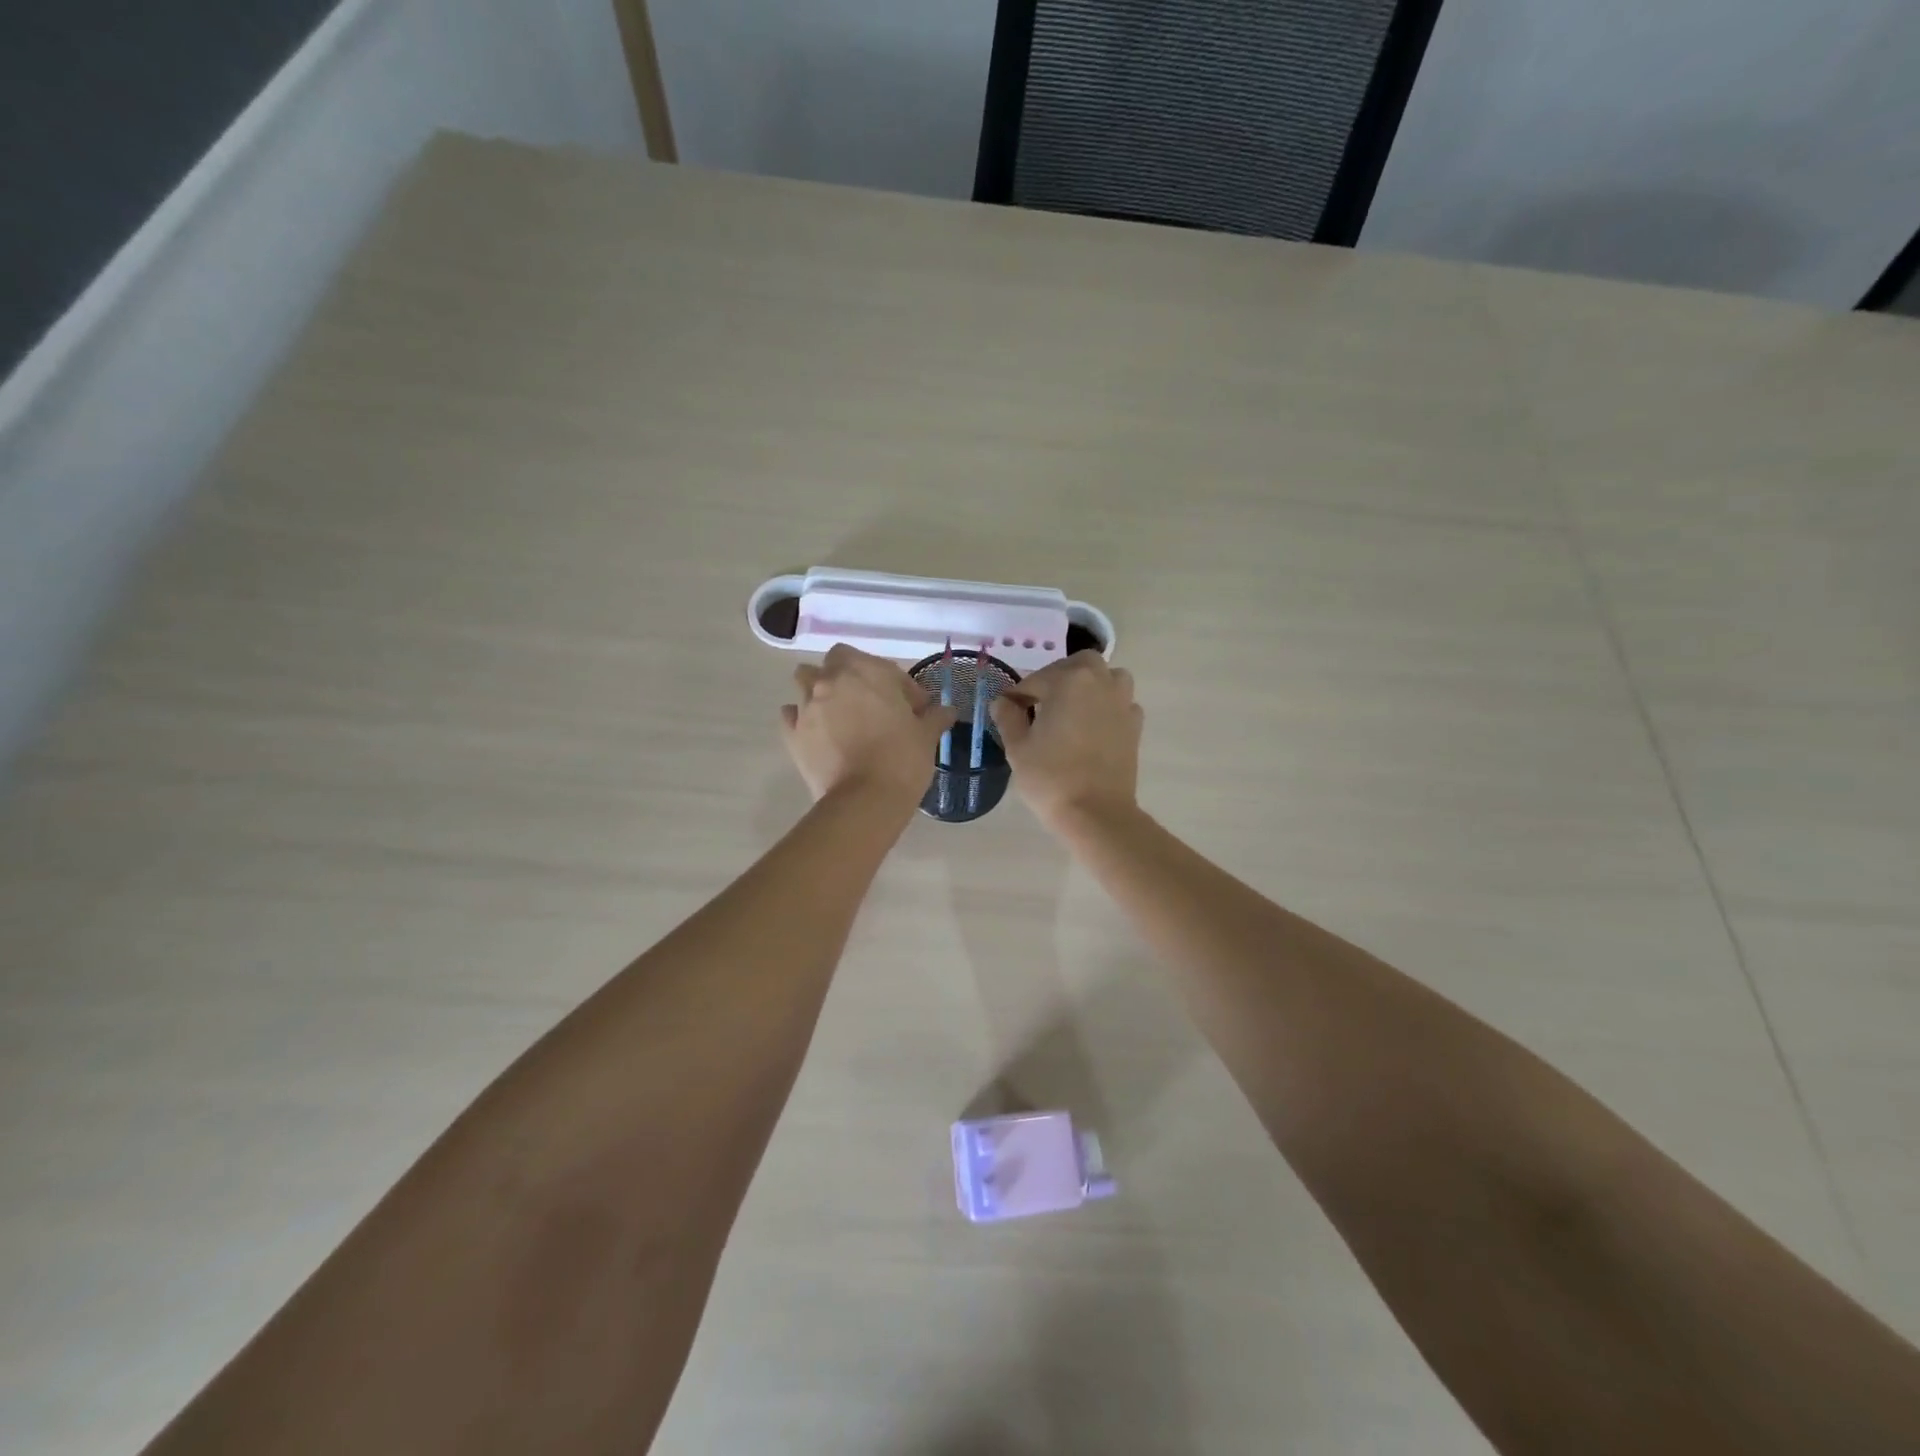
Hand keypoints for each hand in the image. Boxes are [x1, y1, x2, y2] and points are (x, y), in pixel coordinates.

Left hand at [781, 645, 958, 805]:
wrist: (865, 800)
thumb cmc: (902, 759)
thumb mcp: (926, 736)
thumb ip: (934, 717)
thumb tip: (946, 711)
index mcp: (866, 672)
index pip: (883, 666)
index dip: (900, 685)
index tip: (914, 708)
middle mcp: (831, 681)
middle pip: (835, 662)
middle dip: (851, 675)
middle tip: (871, 702)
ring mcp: (807, 707)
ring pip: (805, 681)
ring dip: (820, 690)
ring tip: (839, 713)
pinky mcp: (792, 734)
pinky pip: (791, 715)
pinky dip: (801, 719)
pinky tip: (817, 733)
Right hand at [991, 650, 1142, 833]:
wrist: (1096, 813)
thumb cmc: (1050, 777)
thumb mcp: (1017, 747)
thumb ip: (1008, 717)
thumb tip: (1002, 702)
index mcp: (1069, 681)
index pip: (1035, 680)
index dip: (1017, 695)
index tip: (1006, 711)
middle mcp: (1100, 682)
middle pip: (1078, 665)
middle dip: (1057, 677)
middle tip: (1040, 702)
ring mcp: (1122, 702)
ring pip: (1107, 677)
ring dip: (1089, 684)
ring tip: (1071, 708)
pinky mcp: (1135, 725)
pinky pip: (1121, 702)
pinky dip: (1107, 706)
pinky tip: (1092, 726)